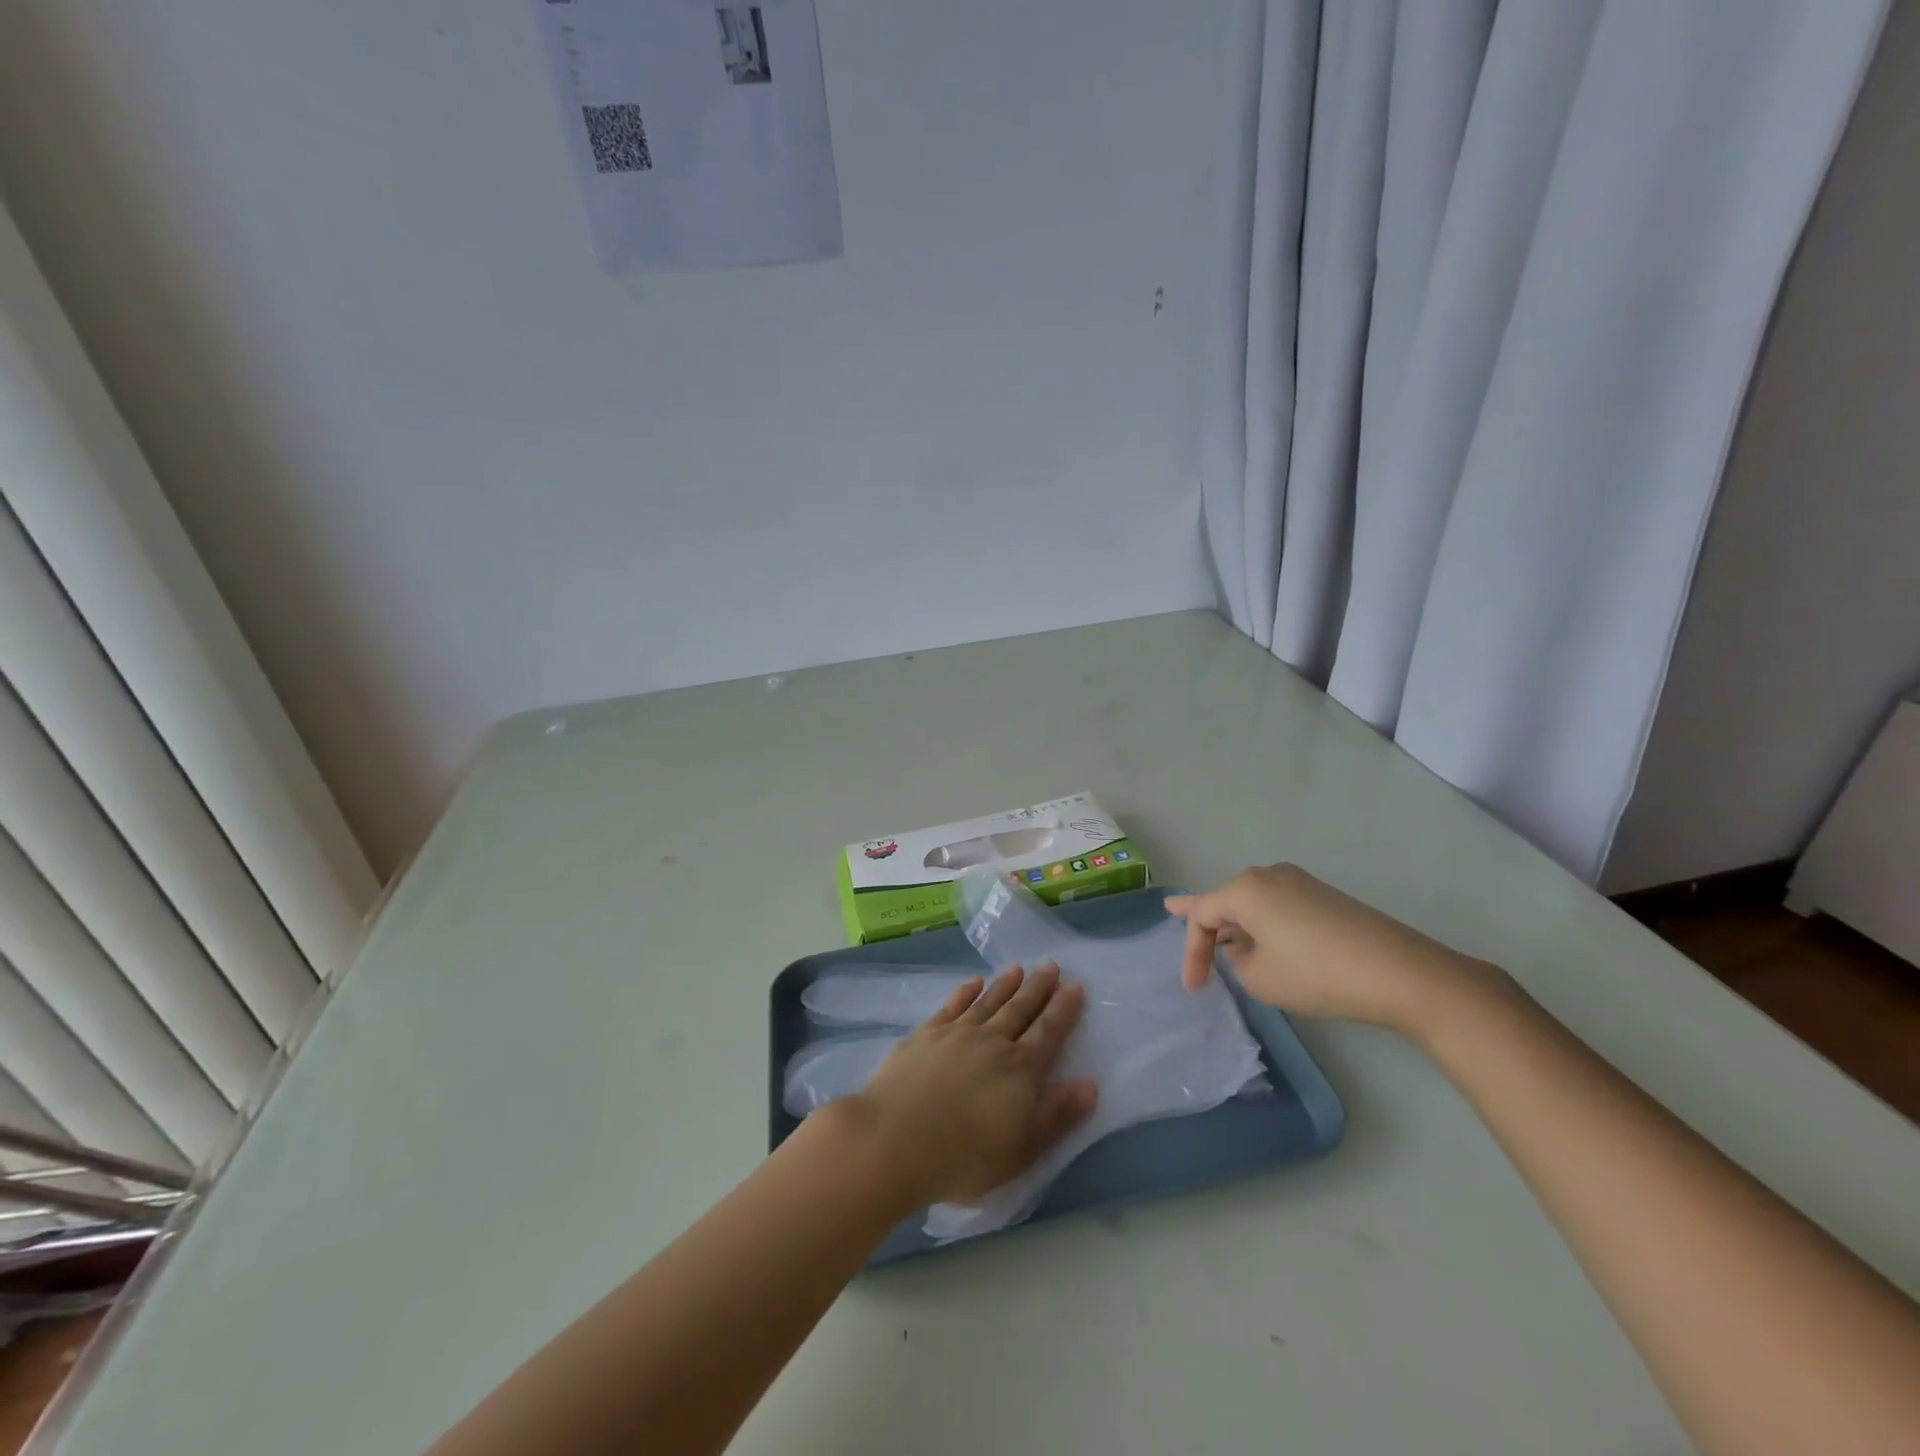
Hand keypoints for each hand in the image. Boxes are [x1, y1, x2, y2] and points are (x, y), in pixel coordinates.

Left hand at [847, 964, 1096, 1208]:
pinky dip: (965, 993)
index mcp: (1020, 1070)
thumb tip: (1090, 1083)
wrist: (894, 1139)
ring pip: (988, 1002)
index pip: (1048, 1032)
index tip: (1074, 985)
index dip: (1063, 1010)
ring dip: (1005, 985)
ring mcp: (956, 1034)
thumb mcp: (1023, 1148)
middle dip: (1038, 988)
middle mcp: (991, 1042)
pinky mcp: (925, 1035)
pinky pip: (952, 1006)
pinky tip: (972, 983)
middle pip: (1020, 1010)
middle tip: (1051, 965)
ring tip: (1018, 968)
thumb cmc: (965, 1156)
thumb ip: (1057, 1114)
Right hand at [1166, 864, 1508, 1036]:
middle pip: (1226, 900)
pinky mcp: (1324, 897)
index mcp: (1245, 889)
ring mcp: (1300, 882)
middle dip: (1206, 920)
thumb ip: (1237, 960)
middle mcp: (1268, 875)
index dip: (1191, 952)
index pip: (1202, 915)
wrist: (1399, 972)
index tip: (1193, 988)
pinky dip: (1263, 923)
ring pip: (1253, 902)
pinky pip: (1278, 906)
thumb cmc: (1316, 974)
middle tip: (1173, 912)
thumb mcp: (1259, 978)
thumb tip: (1247, 948)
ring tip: (1217, 933)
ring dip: (1236, 923)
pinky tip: (1261, 938)